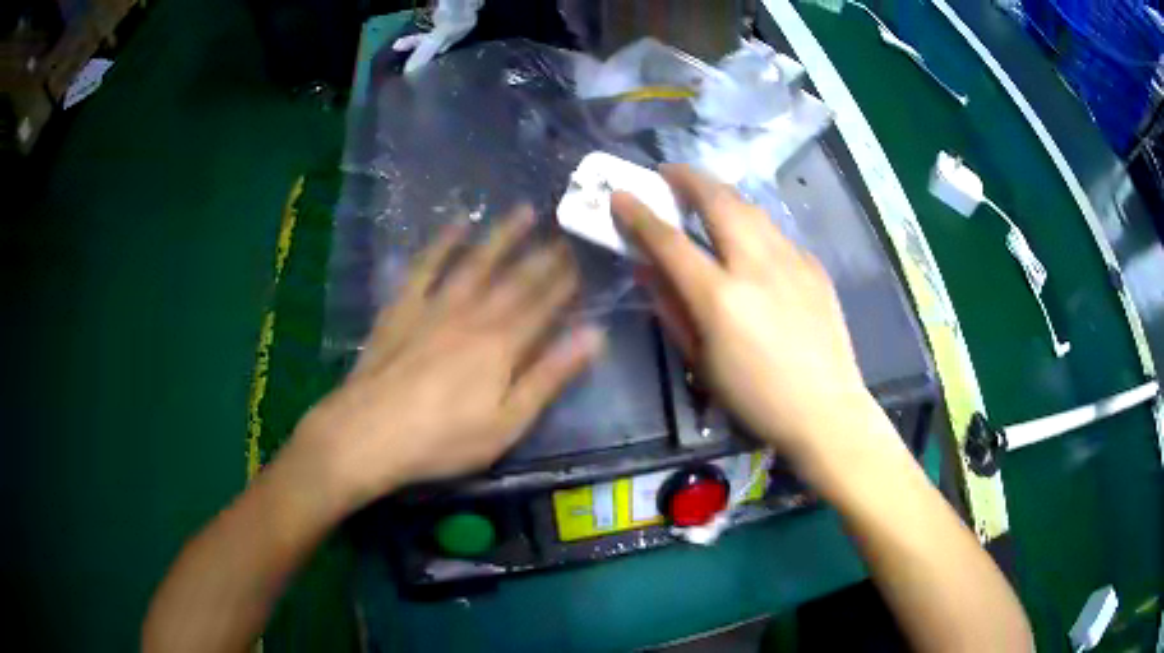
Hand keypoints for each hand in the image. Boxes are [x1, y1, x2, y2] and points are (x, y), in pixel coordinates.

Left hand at [290, 207, 603, 513]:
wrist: (368, 434)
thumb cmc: (443, 439)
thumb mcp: (507, 422)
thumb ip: (549, 377)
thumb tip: (594, 336)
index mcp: (502, 346)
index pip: (543, 305)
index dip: (565, 282)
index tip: (583, 259)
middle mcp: (473, 315)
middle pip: (514, 279)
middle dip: (543, 255)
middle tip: (564, 230)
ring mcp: (434, 307)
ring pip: (475, 262)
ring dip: (501, 236)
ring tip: (522, 211)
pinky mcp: (402, 308)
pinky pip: (425, 267)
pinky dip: (441, 244)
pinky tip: (456, 225)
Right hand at [612, 165, 874, 463]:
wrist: (825, 410)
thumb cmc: (755, 399)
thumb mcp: (701, 362)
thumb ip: (671, 309)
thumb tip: (647, 269)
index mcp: (719, 298)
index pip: (668, 241)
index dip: (639, 214)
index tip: (621, 195)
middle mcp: (756, 266)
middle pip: (717, 201)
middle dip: (687, 178)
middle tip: (668, 173)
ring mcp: (791, 261)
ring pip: (750, 208)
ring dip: (721, 194)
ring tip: (705, 194)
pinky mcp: (813, 266)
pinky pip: (776, 233)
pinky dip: (752, 225)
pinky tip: (748, 238)